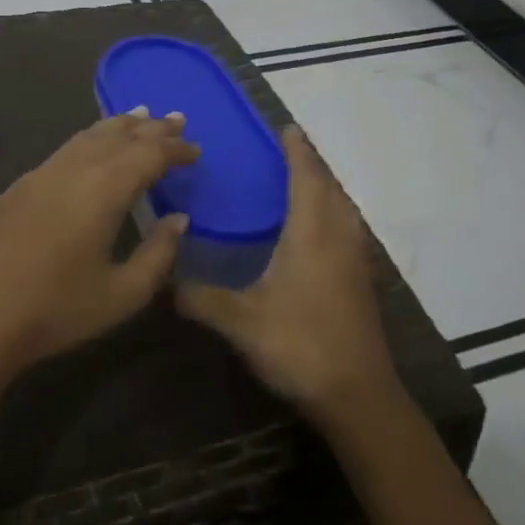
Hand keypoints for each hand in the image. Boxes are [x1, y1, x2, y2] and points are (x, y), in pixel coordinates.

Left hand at [0, 109, 199, 387]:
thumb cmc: (55, 312)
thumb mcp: (121, 295)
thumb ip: (158, 254)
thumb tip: (178, 219)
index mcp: (103, 189)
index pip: (149, 154)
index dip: (175, 149)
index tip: (195, 150)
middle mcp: (73, 169)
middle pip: (118, 135)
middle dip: (151, 127)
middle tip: (176, 120)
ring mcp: (40, 174)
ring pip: (87, 136)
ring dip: (118, 126)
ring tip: (139, 117)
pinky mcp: (18, 187)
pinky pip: (65, 149)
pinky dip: (90, 140)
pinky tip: (93, 149)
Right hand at [175, 125, 395, 420]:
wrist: (358, 396)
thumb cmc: (300, 346)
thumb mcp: (241, 322)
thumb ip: (200, 298)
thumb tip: (163, 282)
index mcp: (311, 234)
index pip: (306, 178)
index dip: (298, 151)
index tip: (288, 128)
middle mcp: (338, 237)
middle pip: (330, 188)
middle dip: (313, 164)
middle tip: (290, 150)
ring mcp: (356, 260)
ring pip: (344, 209)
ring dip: (326, 188)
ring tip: (303, 181)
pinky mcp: (362, 281)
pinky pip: (349, 229)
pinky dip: (334, 213)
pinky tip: (318, 231)